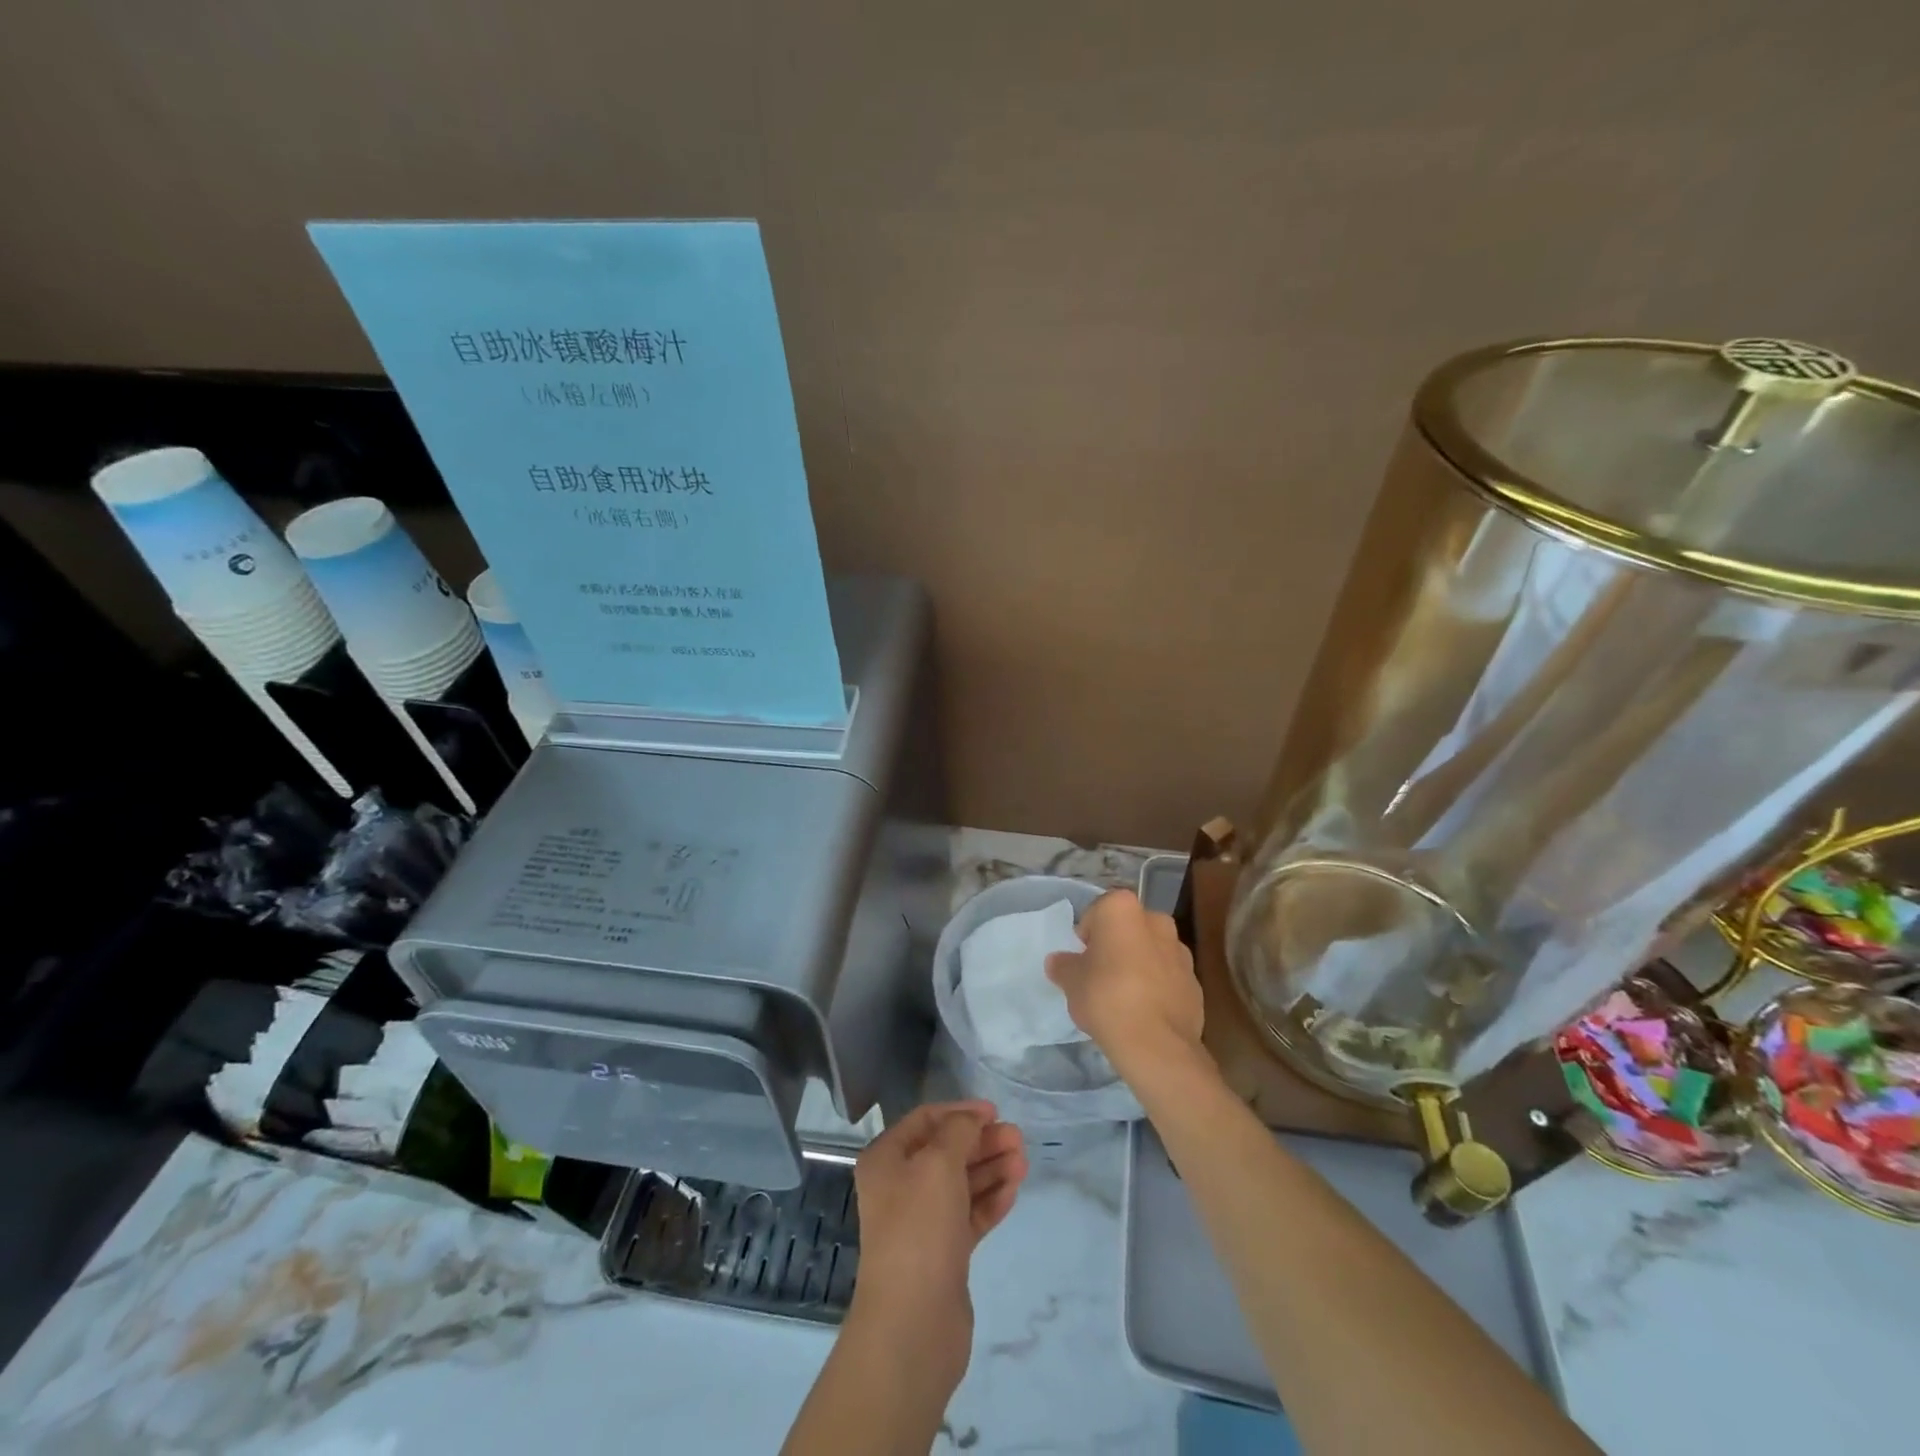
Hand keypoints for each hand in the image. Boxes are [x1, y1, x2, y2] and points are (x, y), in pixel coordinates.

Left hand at [848, 1100, 1026, 1387]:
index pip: (925, 1120)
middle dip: (982, 1142)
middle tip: (1018, 1139)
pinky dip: (990, 1200)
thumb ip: (959, 1131)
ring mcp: (922, 1222)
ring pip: (961, 1184)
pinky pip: (969, 1215)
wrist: (913, 1322)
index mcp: (887, 1159)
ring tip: (1023, 1163)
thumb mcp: (938, 1163)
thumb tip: (972, 1119)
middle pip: (946, 1151)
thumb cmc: (919, 1227)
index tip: (995, 1112)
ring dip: (991, 1169)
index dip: (960, 1112)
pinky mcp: (943, 1253)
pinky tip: (1013, 1191)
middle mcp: (900, 1186)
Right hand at [1046, 888, 1204, 1079]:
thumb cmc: (1106, 997)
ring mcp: (1181, 951)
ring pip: (1151, 952)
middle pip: (1128, 929)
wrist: (1156, 1043)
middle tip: (1100, 976)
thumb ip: (1063, 966)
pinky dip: (1157, 988)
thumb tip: (1058, 961)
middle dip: (1116, 946)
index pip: (1097, 912)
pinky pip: (1168, 978)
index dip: (1086, 937)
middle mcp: (1156, 920)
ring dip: (1139, 965)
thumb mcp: (1071, 981)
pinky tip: (1144, 1013)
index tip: (1082, 961)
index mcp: (1123, 908)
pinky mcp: (1195, 982)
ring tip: (1123, 998)